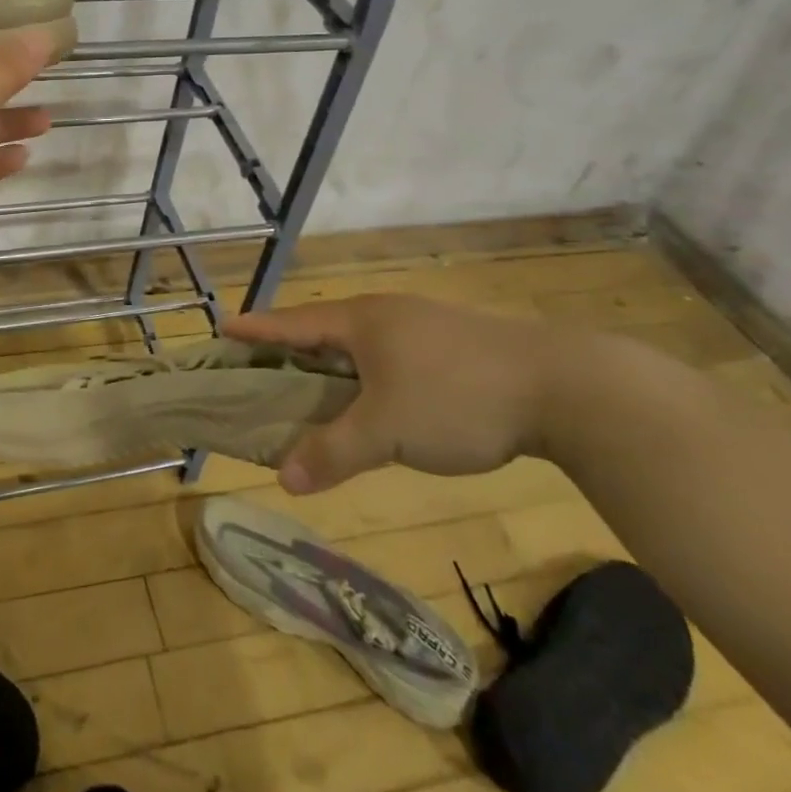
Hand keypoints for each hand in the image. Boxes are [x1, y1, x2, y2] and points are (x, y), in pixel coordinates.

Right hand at [224, 295, 582, 492]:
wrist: (566, 387)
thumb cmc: (457, 398)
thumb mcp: (387, 431)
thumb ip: (333, 452)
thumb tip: (283, 477)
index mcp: (361, 321)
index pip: (292, 323)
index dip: (257, 330)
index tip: (223, 327)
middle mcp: (386, 313)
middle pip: (323, 328)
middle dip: (290, 347)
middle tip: (262, 367)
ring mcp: (424, 324)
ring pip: (360, 342)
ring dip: (331, 361)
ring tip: (314, 385)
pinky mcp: (455, 343)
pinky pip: (391, 353)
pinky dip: (366, 372)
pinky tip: (378, 395)